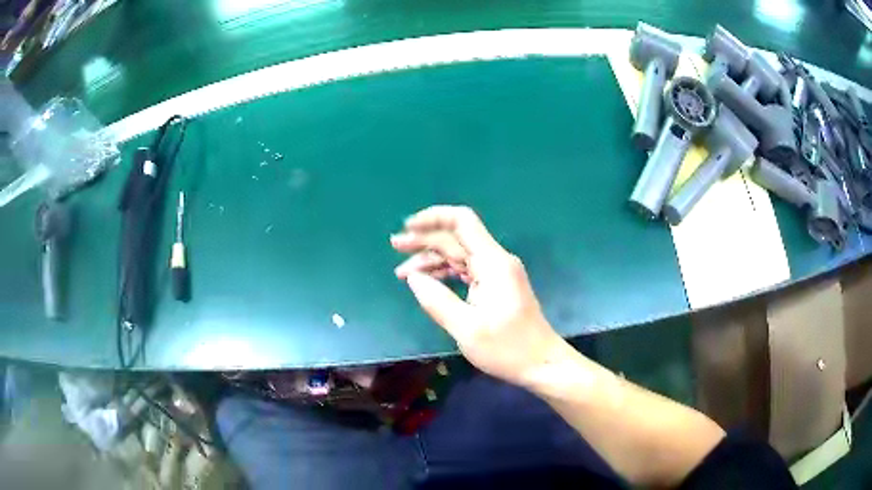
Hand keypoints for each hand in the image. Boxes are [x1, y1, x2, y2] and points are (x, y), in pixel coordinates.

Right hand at [391, 206, 562, 385]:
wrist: (541, 363)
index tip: (407, 227)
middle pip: (456, 238)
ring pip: (459, 255)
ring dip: (431, 259)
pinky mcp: (496, 286)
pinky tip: (425, 281)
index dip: (433, 218)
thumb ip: (436, 300)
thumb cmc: (507, 348)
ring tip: (401, 270)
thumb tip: (413, 278)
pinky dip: (444, 273)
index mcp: (492, 262)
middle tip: (394, 246)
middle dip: (424, 239)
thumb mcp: (466, 329)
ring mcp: (497, 273)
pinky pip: (466, 270)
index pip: (462, 222)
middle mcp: (495, 261)